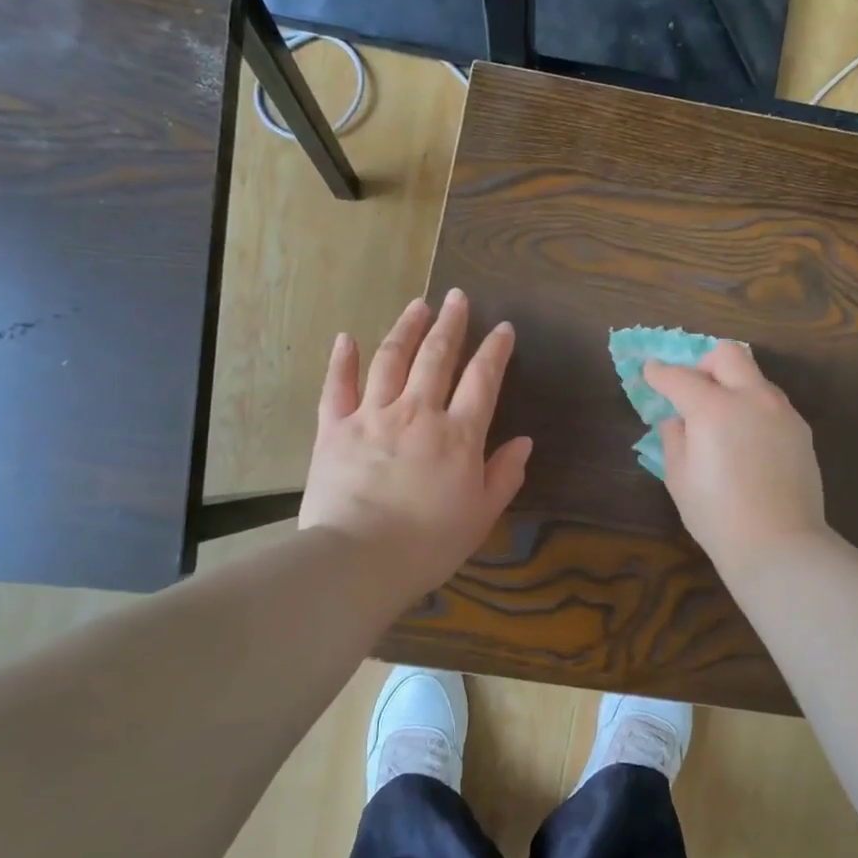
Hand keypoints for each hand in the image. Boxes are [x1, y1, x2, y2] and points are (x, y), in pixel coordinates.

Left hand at [300, 289, 532, 604]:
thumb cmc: (428, 543)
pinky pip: (338, 386)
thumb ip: (504, 475)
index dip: (495, 351)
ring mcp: (372, 415)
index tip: (504, 328)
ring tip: (418, 305)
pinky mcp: (334, 428)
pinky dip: (343, 360)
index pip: (483, 380)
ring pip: (392, 359)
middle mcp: (418, 412)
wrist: (358, 559)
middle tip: (458, 297)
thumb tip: (523, 442)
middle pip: (437, 356)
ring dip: (407, 328)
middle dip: (451, 324)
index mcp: (459, 435)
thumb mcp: (481, 515)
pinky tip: (348, 337)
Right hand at [643, 342, 827, 576]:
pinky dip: (753, 408)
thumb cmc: (716, 514)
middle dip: (704, 364)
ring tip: (722, 420)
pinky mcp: (801, 430)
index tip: (650, 371)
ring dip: (733, 385)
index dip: (659, 373)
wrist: (778, 542)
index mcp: (713, 408)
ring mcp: (781, 411)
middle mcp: (751, 398)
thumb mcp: (679, 477)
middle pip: (728, 355)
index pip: (679, 377)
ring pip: (755, 377)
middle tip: (692, 390)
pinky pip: (772, 403)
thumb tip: (678, 420)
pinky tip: (747, 441)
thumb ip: (674, 438)